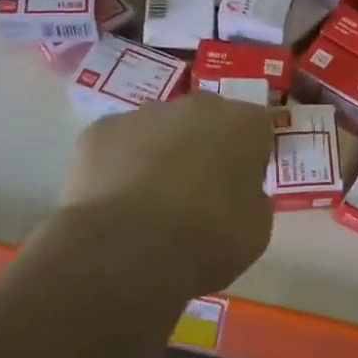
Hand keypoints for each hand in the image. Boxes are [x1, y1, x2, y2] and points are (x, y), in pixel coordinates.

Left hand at [60, 93, 275, 283]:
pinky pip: (118, 144)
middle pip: (207, 120)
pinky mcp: (100, 131)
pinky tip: (117, 202)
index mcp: (243, 124)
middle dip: (205, 147)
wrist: (128, 251)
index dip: (252, 157)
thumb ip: (254, 201)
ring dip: (161, 153)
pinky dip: (119, 165)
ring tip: (151, 202)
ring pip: (160, 129)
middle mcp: (197, 106)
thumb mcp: (256, 230)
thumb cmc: (207, 239)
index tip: (243, 186)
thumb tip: (240, 195)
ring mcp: (144, 114)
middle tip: (199, 192)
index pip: (258, 128)